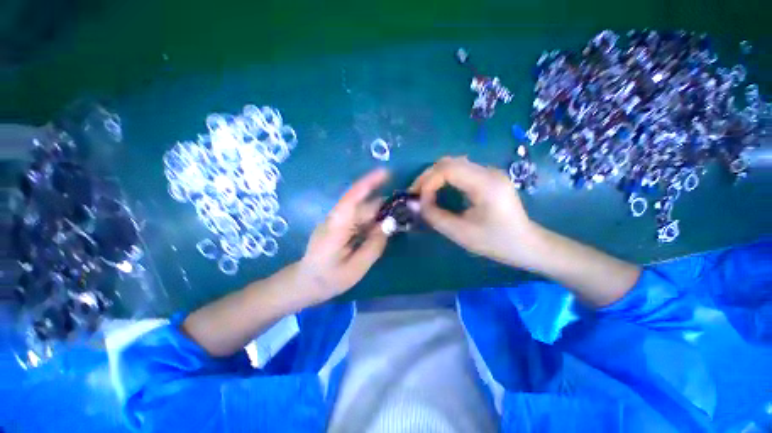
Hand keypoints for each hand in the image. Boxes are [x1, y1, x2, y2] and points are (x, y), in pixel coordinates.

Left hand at [297, 169, 388, 301]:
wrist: (305, 283)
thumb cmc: (328, 279)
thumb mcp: (355, 268)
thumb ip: (374, 246)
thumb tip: (389, 225)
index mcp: (336, 227)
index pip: (352, 198)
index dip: (369, 183)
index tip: (386, 173)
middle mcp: (336, 219)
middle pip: (362, 205)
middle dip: (384, 203)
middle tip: (406, 207)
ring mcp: (337, 222)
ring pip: (362, 211)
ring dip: (380, 212)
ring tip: (399, 218)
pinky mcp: (339, 226)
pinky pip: (359, 218)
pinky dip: (373, 220)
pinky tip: (384, 226)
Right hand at [411, 156, 534, 267]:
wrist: (527, 245)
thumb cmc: (496, 242)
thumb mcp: (461, 233)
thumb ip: (434, 216)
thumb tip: (413, 203)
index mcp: (486, 184)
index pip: (448, 169)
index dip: (428, 183)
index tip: (419, 201)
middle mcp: (488, 171)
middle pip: (449, 162)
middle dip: (427, 177)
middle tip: (415, 194)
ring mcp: (490, 172)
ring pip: (453, 163)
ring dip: (435, 176)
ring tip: (424, 192)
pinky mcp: (488, 177)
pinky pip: (460, 170)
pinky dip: (444, 178)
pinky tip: (439, 190)